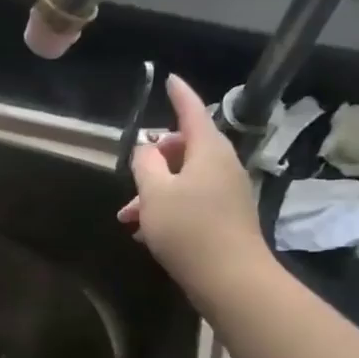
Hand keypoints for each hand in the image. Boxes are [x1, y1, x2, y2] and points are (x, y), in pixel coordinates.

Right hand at [118, 73, 271, 298]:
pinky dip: (169, 207)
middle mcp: (222, 165)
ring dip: (156, 190)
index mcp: (208, 150)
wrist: (230, 278)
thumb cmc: (188, 229)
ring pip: (185, 178)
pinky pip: (193, 200)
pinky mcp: (226, 217)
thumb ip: (145, 164)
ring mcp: (227, 192)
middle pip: (186, 147)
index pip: (192, 111)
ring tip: (128, 215)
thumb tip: (146, 149)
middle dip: (155, 158)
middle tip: (132, 174)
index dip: (178, 95)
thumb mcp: (155, 194)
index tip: (169, 79)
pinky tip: (147, 231)